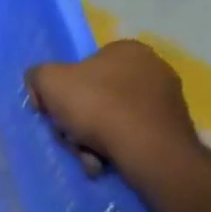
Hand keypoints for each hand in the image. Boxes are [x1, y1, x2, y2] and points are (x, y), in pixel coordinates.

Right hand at [27, 40, 202, 182]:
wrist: (148, 151)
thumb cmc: (97, 105)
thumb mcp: (48, 80)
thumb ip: (37, 75)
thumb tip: (42, 90)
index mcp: (127, 50)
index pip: (84, 64)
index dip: (62, 88)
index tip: (53, 109)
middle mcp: (153, 69)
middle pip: (95, 94)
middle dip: (76, 119)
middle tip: (68, 135)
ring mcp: (167, 100)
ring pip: (111, 117)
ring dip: (91, 138)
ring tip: (86, 155)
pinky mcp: (173, 128)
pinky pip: (132, 134)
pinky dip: (114, 148)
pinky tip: (103, 161)